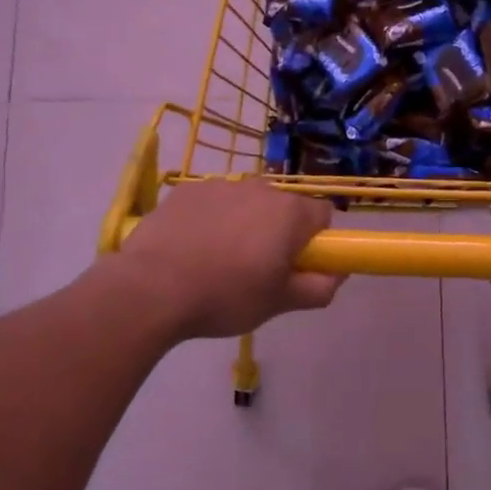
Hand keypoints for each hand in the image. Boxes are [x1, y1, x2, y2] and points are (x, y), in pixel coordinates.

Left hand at [115, 179, 342, 340]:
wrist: (151, 289)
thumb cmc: (225, 297)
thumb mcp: (280, 303)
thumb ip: (319, 288)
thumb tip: (338, 274)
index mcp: (289, 213)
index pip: (323, 216)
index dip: (316, 242)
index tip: (296, 266)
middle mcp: (260, 188)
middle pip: (283, 207)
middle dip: (278, 232)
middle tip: (257, 270)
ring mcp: (220, 186)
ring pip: (246, 203)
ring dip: (244, 224)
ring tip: (218, 262)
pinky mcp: (186, 191)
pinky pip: (213, 203)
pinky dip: (211, 220)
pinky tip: (192, 250)